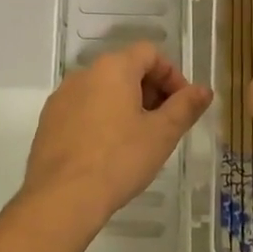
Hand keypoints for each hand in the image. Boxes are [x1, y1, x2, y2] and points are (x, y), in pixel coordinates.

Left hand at [22, 42, 212, 229]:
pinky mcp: (48, 121)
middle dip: (150, 91)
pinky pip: (83, 109)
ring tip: (138, 140)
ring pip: (103, 90)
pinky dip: (101, 119)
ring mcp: (62, 97)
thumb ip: (185, 107)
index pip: (149, 53)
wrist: (61, 198)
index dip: (172, 75)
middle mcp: (84, 73)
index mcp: (113, 68)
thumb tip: (204, 90)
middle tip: (164, 125)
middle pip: (125, 69)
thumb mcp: (161, 134)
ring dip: (125, 106)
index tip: (182, 105)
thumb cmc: (119, 160)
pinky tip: (108, 152)